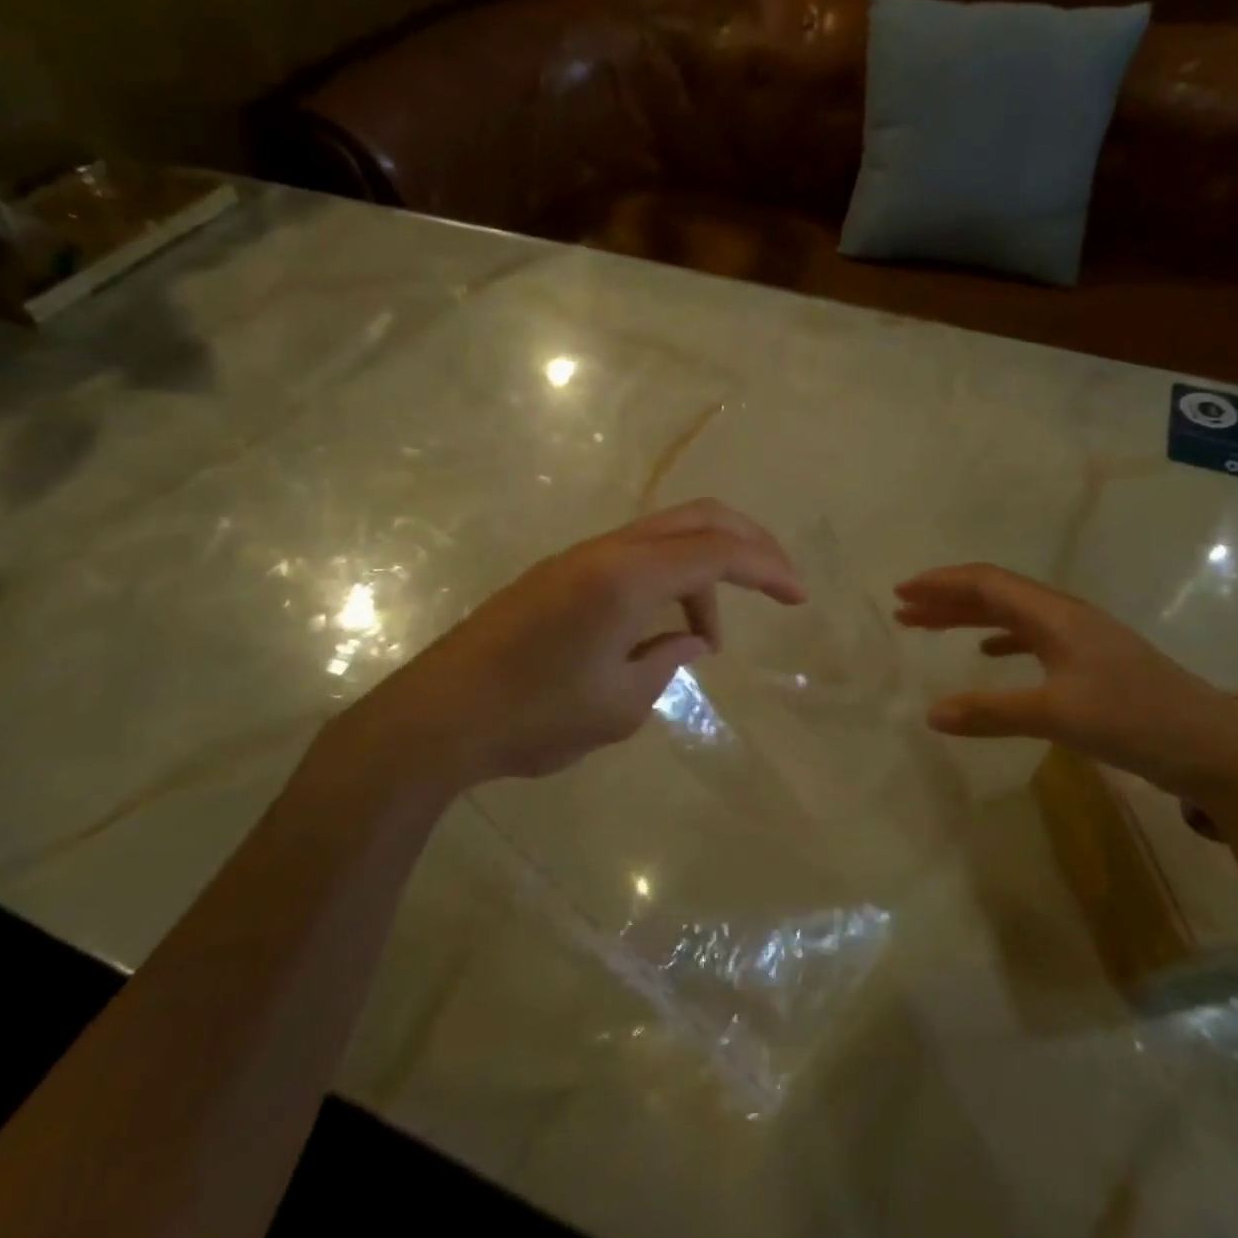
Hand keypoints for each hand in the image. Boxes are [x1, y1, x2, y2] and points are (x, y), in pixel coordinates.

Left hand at [321, 501, 805, 788]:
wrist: (437, 718)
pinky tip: (662, 631)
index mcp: (627, 576)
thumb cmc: (534, 717)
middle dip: (747, 543)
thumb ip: (667, 659)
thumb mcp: (621, 703)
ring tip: (705, 639)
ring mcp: (579, 558)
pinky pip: (634, 559)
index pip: (717, 550)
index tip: (800, 595)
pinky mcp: (560, 574)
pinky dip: (667, 581)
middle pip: (696, 519)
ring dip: (701, 573)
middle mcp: (607, 551)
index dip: (768, 566)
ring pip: (664, 537)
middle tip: (778, 581)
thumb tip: (687, 638)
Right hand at [894, 564, 1237, 808]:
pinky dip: (1000, 638)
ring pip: (1011, 614)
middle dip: (946, 599)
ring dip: (968, 617)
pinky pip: (1031, 637)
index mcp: (1055, 615)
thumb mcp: (1057, 716)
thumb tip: (930, 713)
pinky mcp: (1093, 662)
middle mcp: (1065, 616)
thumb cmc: (1136, 720)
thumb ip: (991, 712)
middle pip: (995, 594)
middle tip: (903, 611)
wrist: (1218, 749)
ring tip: (930, 627)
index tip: (900, 592)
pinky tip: (988, 652)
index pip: (986, 583)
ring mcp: (1081, 638)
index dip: (940, 584)